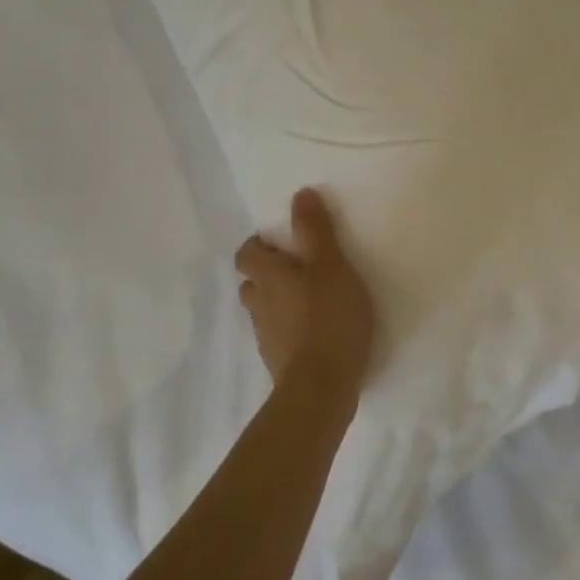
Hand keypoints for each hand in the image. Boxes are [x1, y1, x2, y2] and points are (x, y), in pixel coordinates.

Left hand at [235, 188, 376, 390]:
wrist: (322, 386)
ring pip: (265, 311)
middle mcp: (260, 305)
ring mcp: (267, 337)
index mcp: (269, 277)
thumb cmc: (329, 317)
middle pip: (252, 283)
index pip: (248, 254)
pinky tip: (316, 333)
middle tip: (299, 269)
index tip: (282, 242)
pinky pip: (280, 336)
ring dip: (279, 303)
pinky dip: (292, 329)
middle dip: (268, 274)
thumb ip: (316, 230)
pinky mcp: (280, 362)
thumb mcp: (331, 265)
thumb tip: (300, 193)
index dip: (259, 245)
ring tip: (310, 301)